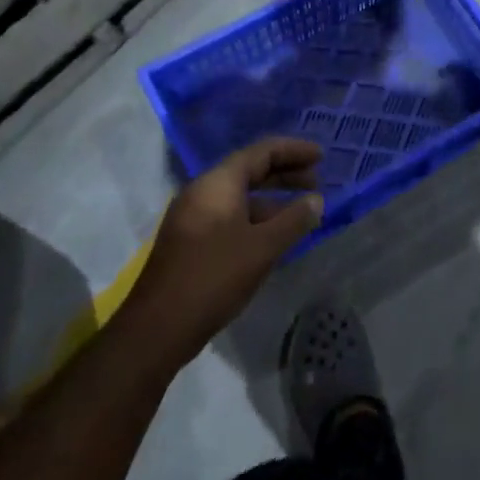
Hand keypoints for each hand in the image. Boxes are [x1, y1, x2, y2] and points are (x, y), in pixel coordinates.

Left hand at [125, 138, 323, 369]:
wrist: (157, 328)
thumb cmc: (214, 277)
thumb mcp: (262, 248)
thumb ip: (294, 220)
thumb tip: (316, 200)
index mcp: (218, 183)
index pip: (262, 152)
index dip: (294, 150)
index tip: (321, 156)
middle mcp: (203, 191)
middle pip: (250, 170)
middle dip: (285, 173)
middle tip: (316, 182)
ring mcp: (193, 216)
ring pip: (240, 196)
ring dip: (272, 199)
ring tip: (302, 212)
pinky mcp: (190, 240)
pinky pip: (230, 215)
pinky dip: (256, 218)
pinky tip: (274, 237)